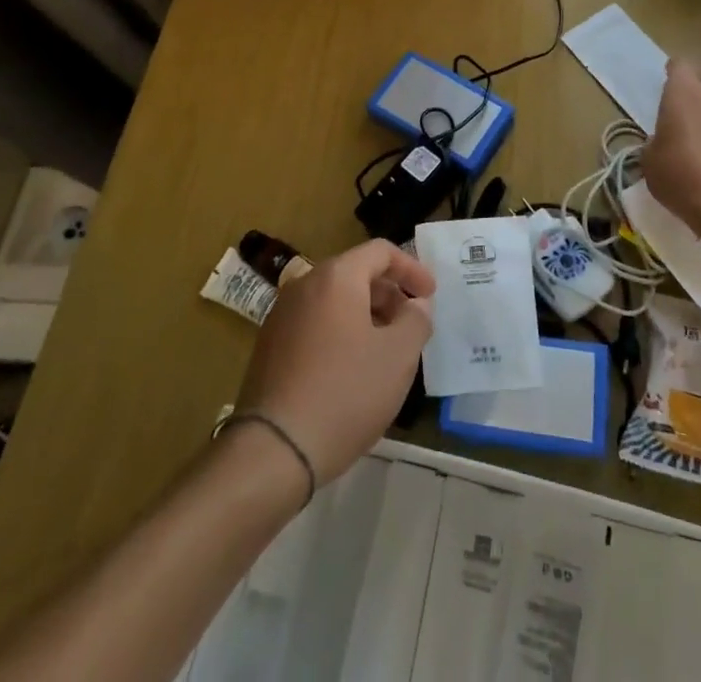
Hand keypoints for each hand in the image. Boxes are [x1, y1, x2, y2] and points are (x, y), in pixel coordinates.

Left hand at [233, 239, 434, 484]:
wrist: (273, 449)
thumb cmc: (345, 393)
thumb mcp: (398, 356)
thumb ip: (416, 320)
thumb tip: (417, 305)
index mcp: (336, 277)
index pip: (380, 251)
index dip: (412, 268)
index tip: (431, 296)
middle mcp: (304, 284)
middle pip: (356, 273)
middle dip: (389, 294)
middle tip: (411, 325)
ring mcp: (282, 315)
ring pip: (335, 300)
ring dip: (366, 315)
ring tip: (386, 350)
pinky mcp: (270, 345)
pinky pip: (315, 323)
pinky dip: (341, 332)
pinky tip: (353, 369)